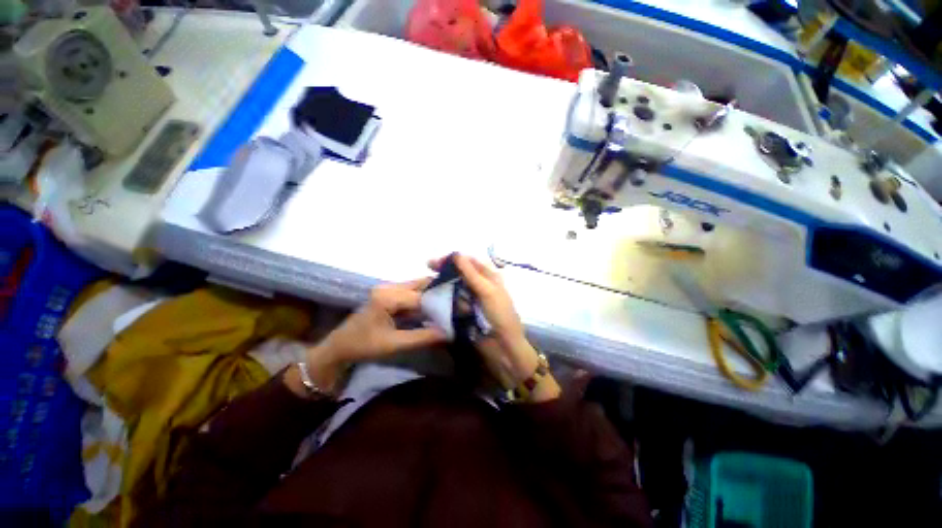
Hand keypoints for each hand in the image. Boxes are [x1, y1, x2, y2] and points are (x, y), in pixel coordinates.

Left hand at [286, 279, 446, 396]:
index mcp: (388, 296)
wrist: (339, 347)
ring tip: (451, 305)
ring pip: (419, 288)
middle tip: (459, 301)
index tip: (459, 309)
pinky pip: (413, 294)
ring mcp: (389, 289)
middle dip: (440, 292)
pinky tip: (436, 308)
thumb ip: (423, 337)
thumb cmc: (363, 346)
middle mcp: (390, 287)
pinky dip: (425, 300)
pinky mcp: (390, 295)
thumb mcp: (394, 344)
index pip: (422, 296)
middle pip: (422, 284)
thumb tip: (450, 332)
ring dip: (433, 296)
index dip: (440, 303)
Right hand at [429, 254, 559, 401]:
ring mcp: (472, 298)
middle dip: (446, 273)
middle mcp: (480, 285)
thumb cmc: (499, 315)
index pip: (468, 262)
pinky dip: (448, 302)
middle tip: (429, 272)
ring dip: (447, 289)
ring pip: (455, 288)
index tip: (434, 262)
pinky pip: (453, 302)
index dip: (452, 259)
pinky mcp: (465, 311)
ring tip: (437, 291)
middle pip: (460, 274)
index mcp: (489, 276)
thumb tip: (456, 254)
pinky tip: (440, 302)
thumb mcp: (487, 291)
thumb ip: (471, 273)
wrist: (503, 347)